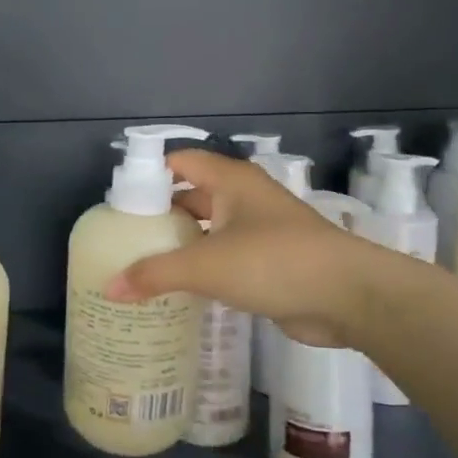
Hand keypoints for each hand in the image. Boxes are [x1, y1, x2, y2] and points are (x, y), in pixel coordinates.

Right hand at [105, 148, 369, 348]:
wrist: (349, 296)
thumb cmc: (273, 262)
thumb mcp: (206, 265)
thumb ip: (155, 274)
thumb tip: (109, 288)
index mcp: (231, 181)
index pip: (181, 161)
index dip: (149, 174)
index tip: (119, 202)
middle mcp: (244, 198)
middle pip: (191, 196)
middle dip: (160, 216)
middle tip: (124, 239)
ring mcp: (259, 230)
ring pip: (209, 230)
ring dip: (181, 245)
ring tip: (141, 264)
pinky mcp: (269, 262)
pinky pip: (224, 258)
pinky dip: (202, 268)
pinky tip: (177, 288)